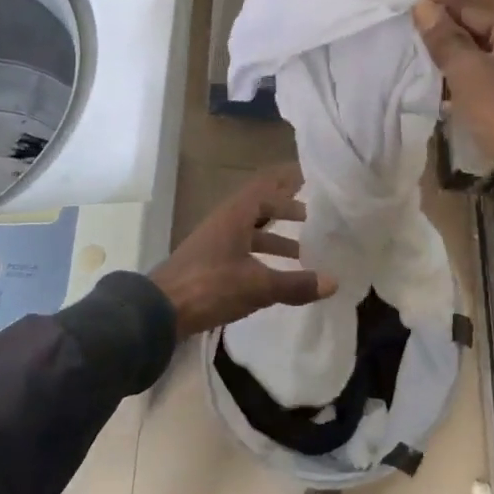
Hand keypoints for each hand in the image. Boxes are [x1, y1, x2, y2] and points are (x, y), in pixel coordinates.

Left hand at [149, 164, 335, 338]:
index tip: (312, 182)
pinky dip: (262, 254)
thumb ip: (295, 284)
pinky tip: (276, 274)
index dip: (289, 182)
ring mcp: (215, 240)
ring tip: (303, 252)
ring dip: (276, 237)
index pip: (267, 186)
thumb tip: (333, 281)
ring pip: (252, 229)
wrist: (160, 311)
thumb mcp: (258, 286)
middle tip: (314, 217)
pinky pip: (243, 247)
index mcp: (236, 214)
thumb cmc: (210, 287)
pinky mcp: (209, 260)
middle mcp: (225, 220)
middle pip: (260, 206)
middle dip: (286, 210)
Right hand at [414, 0, 493, 312]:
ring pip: (481, 33)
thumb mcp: (469, 76)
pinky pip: (490, 58)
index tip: (410, 11)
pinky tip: (439, 89)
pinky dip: (465, 66)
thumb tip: (421, 9)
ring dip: (450, 46)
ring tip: (418, 66)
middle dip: (442, 19)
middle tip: (407, 42)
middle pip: (479, 3)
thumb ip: (443, 37)